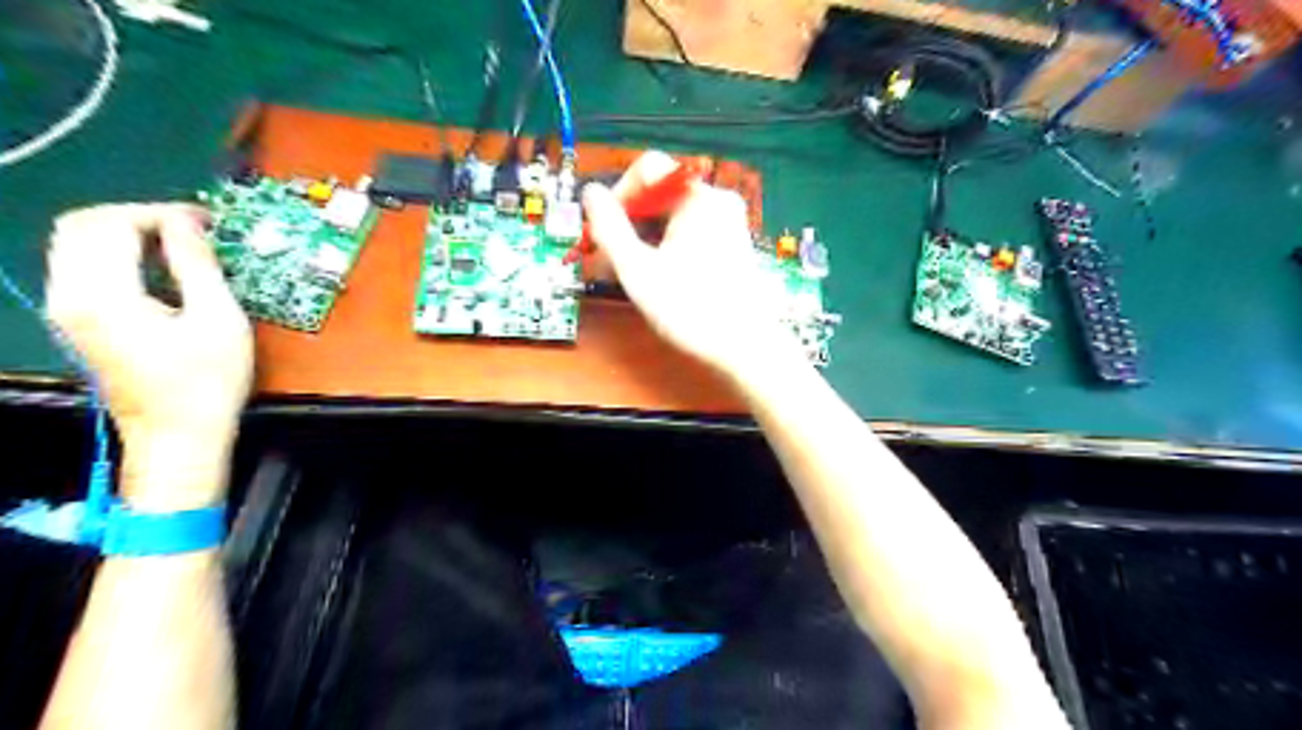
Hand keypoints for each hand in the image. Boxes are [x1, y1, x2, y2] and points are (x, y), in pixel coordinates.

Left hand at [47, 204, 254, 509]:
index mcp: (104, 295)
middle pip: (81, 226)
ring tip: (180, 245)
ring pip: (77, 244)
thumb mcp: (219, 320)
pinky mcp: (78, 321)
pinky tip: (161, 269)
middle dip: (137, 217)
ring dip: (127, 233)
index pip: (111, 224)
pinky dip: (119, 254)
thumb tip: (188, 222)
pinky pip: (84, 267)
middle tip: (191, 229)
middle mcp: (70, 295)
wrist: (178, 435)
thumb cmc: (207, 381)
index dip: (159, 213)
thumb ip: (198, 265)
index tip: (206, 221)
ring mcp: (68, 310)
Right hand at [585, 151, 810, 385]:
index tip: (601, 230)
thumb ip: (609, 228)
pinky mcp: (731, 247)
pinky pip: (688, 235)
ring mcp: (728, 225)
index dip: (618, 194)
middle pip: (659, 195)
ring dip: (640, 240)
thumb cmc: (689, 308)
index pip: (649, 169)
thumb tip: (590, 192)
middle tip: (602, 258)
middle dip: (626, 224)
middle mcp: (717, 202)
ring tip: (618, 273)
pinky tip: (648, 277)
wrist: (745, 348)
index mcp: (698, 197)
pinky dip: (664, 249)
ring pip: (671, 219)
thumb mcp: (638, 269)